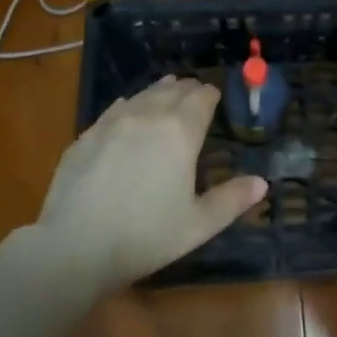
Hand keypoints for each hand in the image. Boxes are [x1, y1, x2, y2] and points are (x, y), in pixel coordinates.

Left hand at [34, 76, 266, 290]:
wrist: (74, 246)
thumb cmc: (146, 236)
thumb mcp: (198, 224)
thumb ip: (232, 200)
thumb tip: (262, 183)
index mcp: (180, 131)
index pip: (202, 97)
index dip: (212, 95)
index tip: (216, 98)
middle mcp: (148, 115)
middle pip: (173, 90)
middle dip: (188, 90)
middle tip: (196, 97)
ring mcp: (113, 122)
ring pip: (143, 94)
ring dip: (160, 92)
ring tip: (167, 94)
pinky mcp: (86, 135)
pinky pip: (115, 109)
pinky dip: (130, 106)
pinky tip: (129, 112)